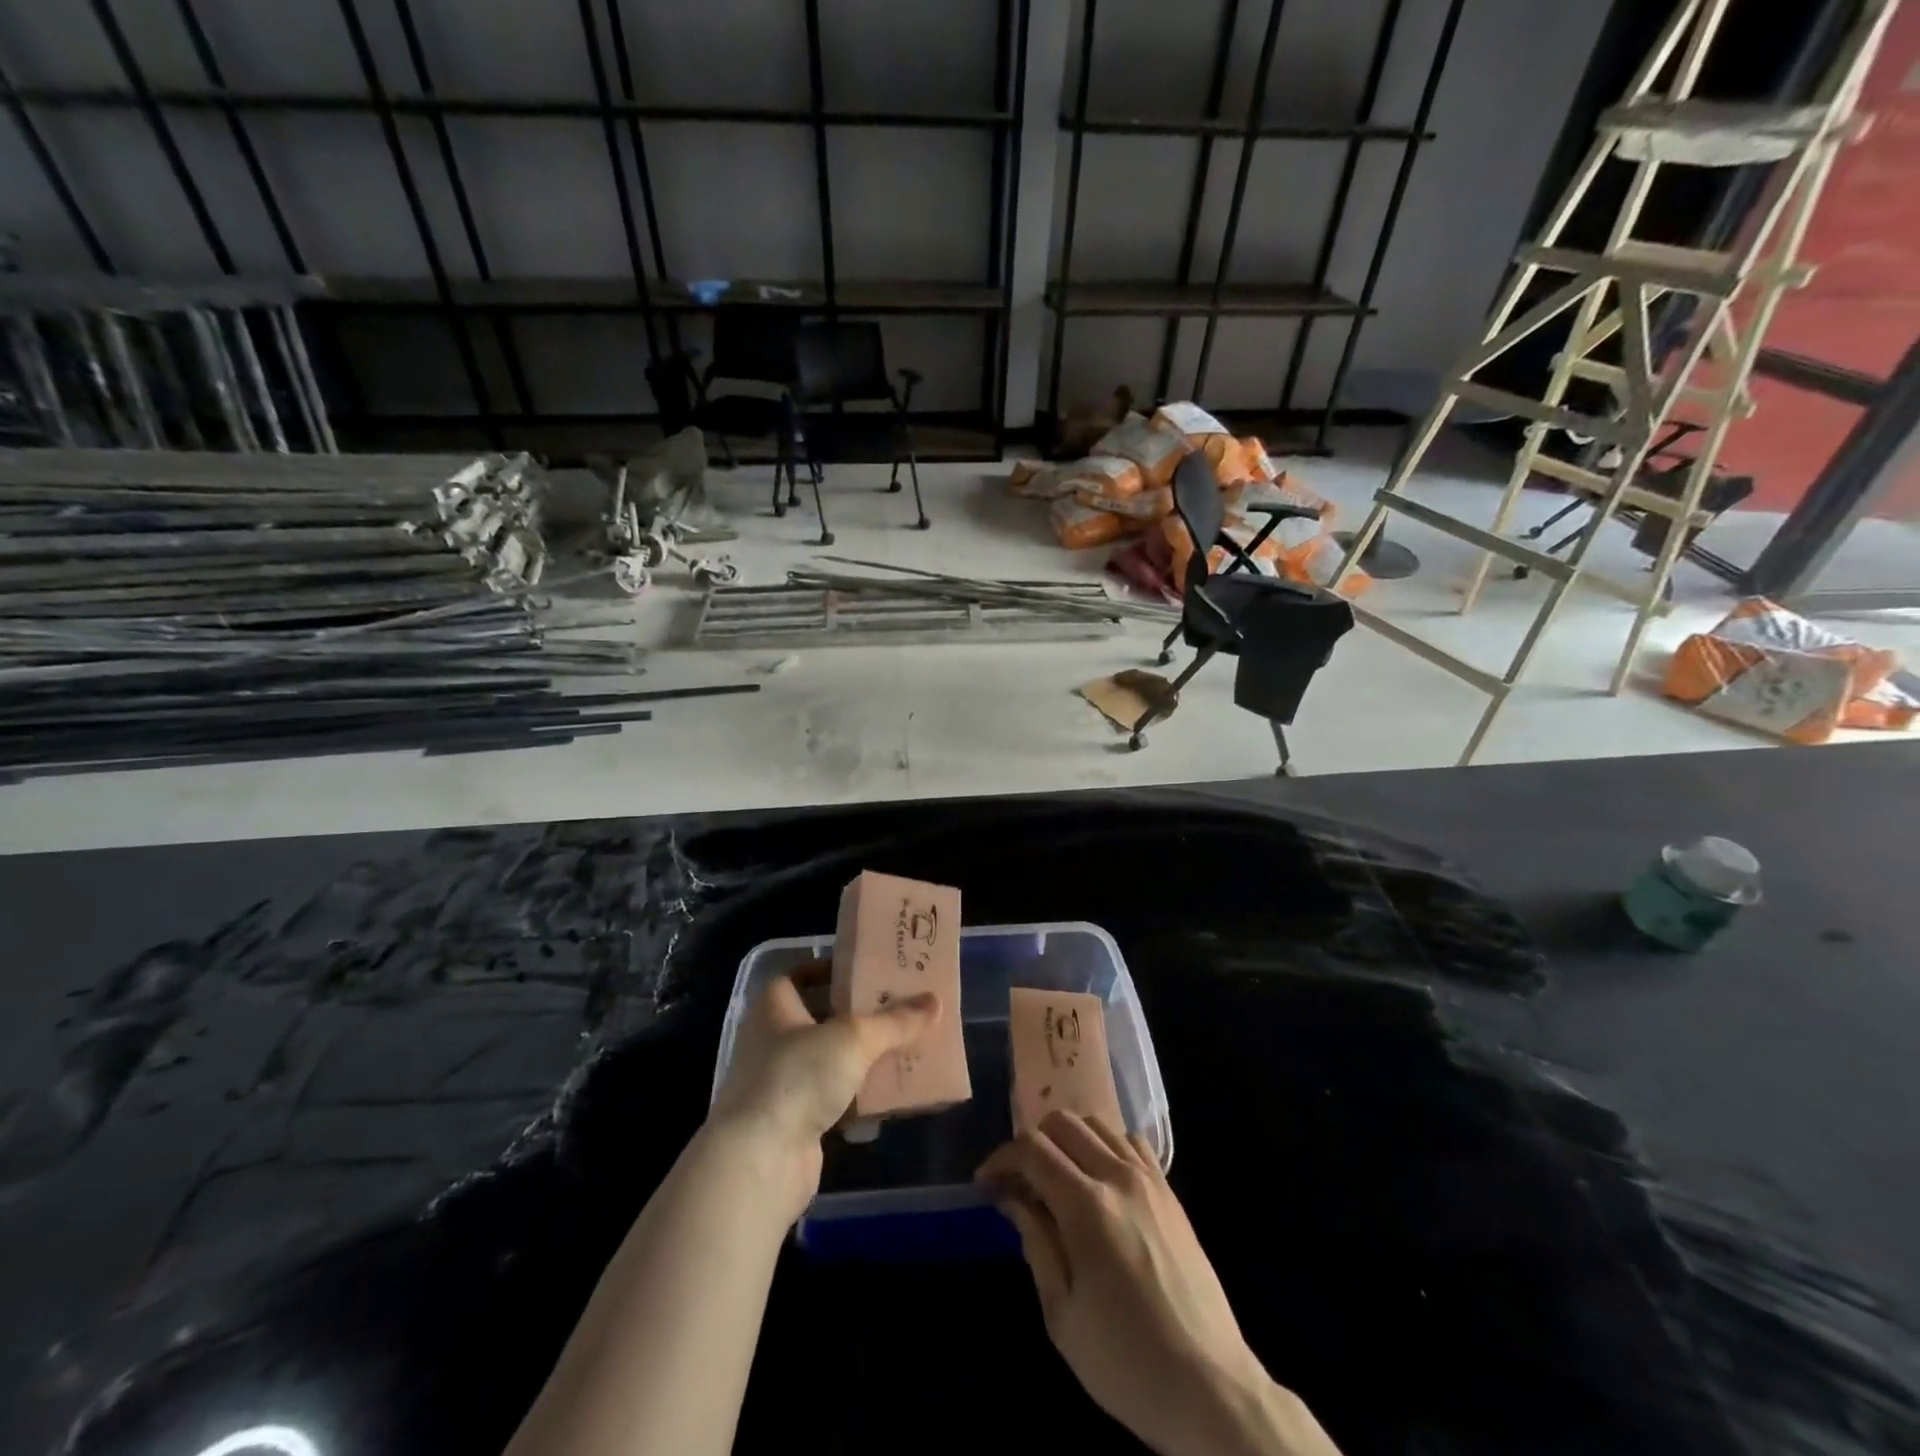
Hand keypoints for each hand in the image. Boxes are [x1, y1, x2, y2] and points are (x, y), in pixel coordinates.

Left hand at [709, 974, 938, 1222]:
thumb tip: (936, 1002)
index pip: (800, 974)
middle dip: (860, 1015)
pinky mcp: (796, 1121)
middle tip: (900, 1006)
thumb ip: (895, 1021)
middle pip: (822, 1017)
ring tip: (906, 1045)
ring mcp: (782, 1083)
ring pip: (831, 1059)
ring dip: (864, 1057)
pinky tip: (893, 1093)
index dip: (831, 969)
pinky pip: (835, 1097)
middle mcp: (773, 1040)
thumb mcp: (853, 1038)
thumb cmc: (797, 1077)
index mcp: (774, 1007)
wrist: (760, 1161)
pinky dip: (860, 1096)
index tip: (867, 970)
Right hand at [977, 1112, 1339, 1455]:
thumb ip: (1035, 1242)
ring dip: (1067, 1140)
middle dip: (1031, 1143)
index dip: (1001, 1158)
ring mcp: (1150, 1180)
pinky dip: (1105, 1145)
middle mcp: (1118, 1176)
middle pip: (1063, 1123)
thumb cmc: (1126, 1362)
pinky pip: (1131, 1142)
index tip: (986, 1184)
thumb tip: (1013, 1198)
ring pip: (1097, 1123)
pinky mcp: (1171, 1193)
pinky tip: (1099, 1180)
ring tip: (1056, 1178)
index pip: (1032, 1149)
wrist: (1210, 1388)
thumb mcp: (1062, 1314)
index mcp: (1087, 1206)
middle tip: (1020, 1183)